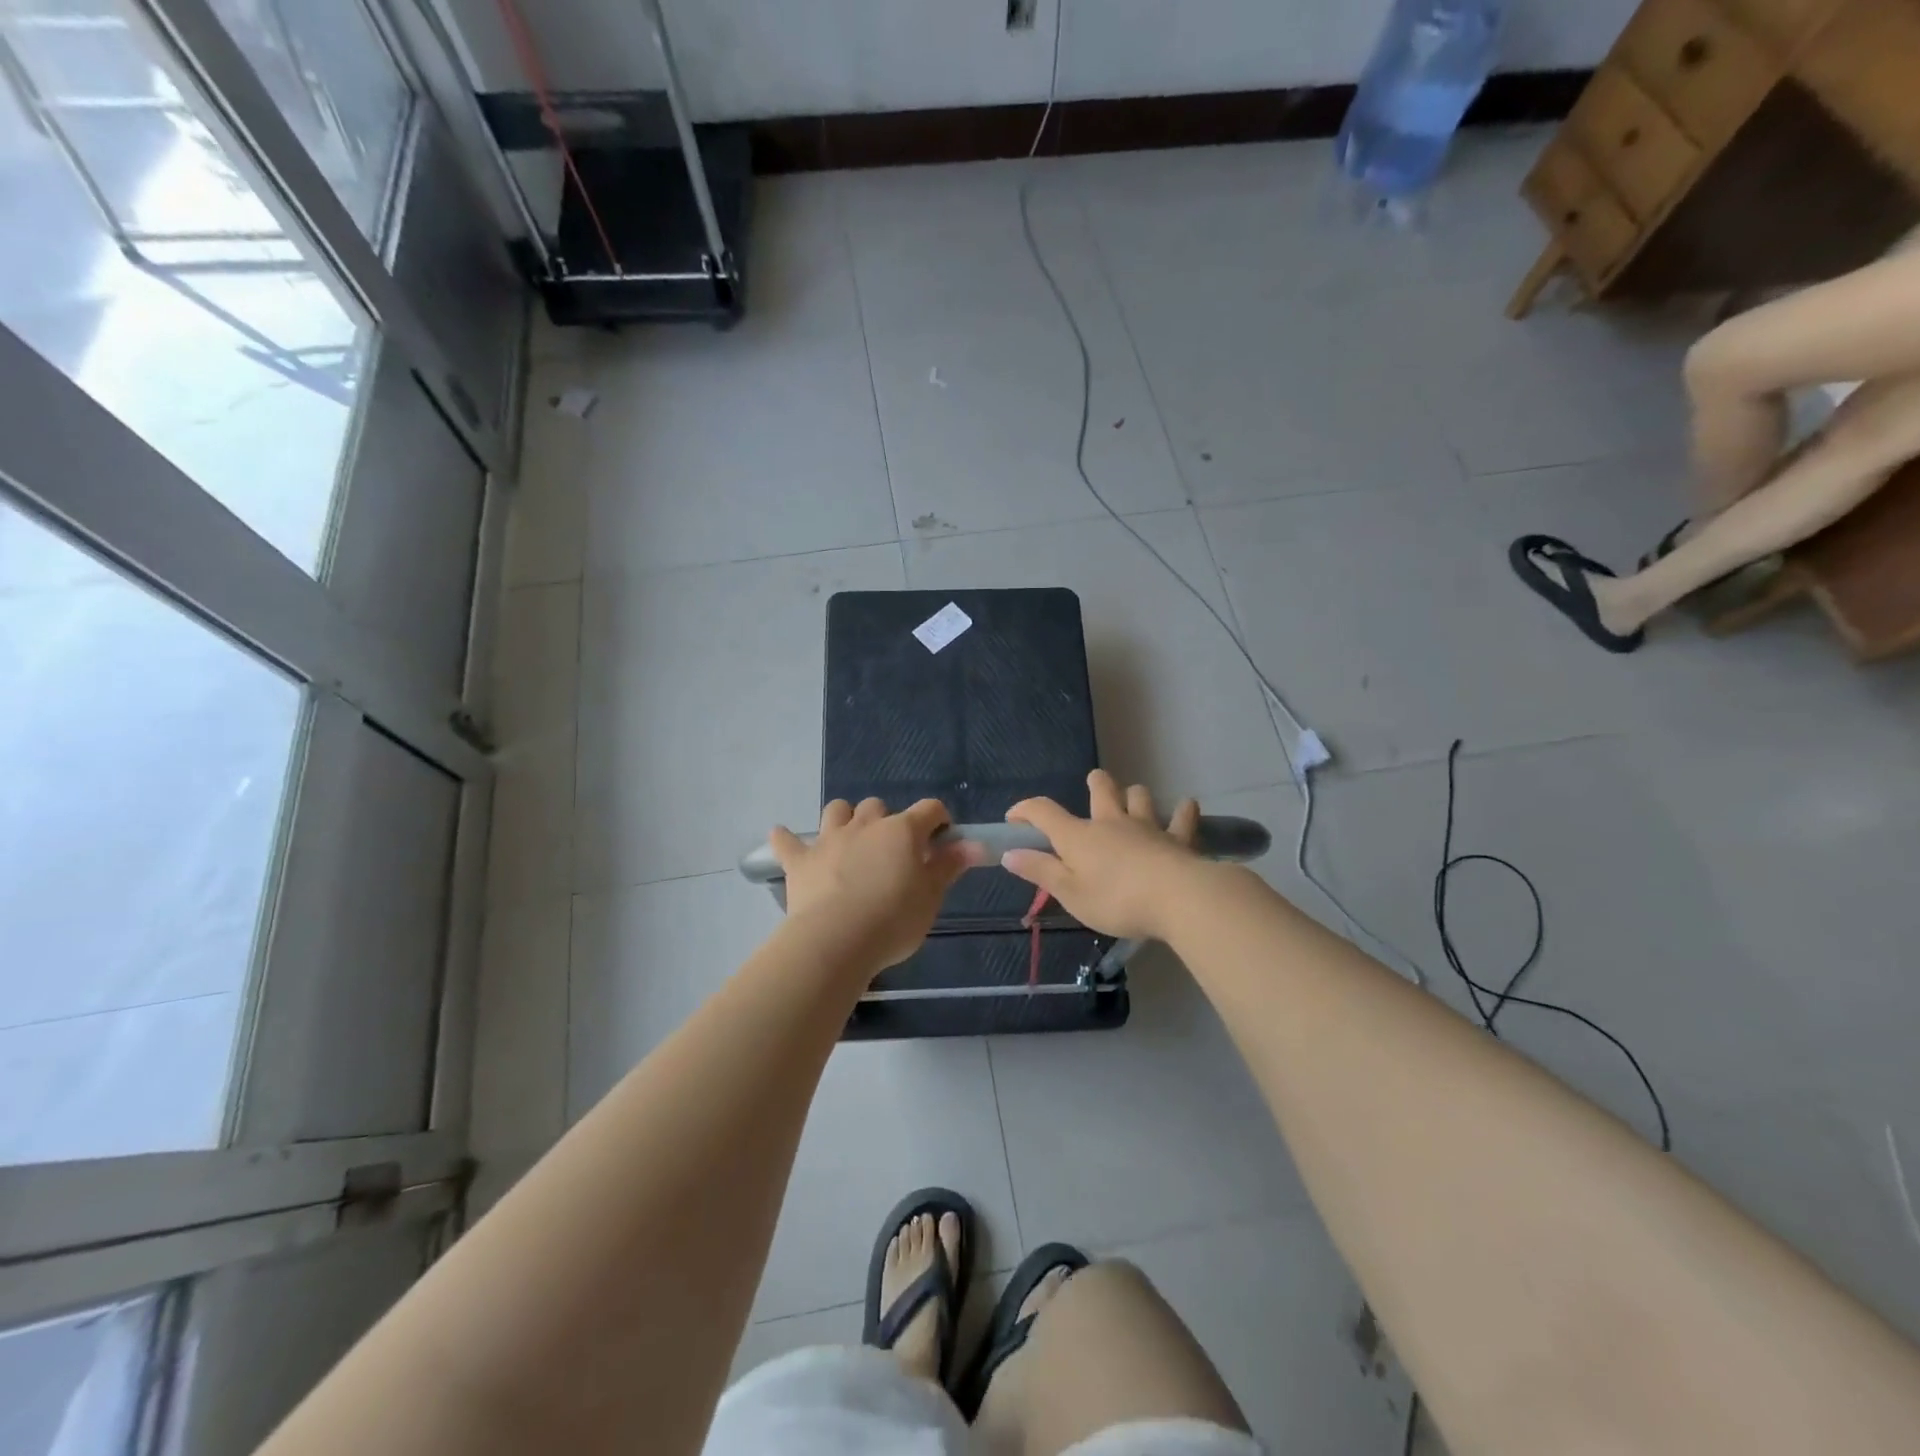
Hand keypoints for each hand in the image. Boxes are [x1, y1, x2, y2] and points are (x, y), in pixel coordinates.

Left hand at [768, 798, 976, 972]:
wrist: (836, 941)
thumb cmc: (893, 920)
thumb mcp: (931, 897)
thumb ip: (949, 866)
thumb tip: (973, 844)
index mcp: (902, 831)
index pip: (929, 809)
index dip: (939, 821)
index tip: (942, 841)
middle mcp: (866, 825)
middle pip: (878, 806)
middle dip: (887, 821)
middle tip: (892, 851)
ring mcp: (829, 840)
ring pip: (836, 810)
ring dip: (844, 818)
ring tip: (849, 840)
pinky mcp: (800, 861)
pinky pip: (787, 841)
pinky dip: (786, 840)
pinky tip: (783, 839)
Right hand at [1002, 771, 1203, 941]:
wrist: (1176, 898)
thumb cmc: (1116, 900)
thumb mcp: (1070, 893)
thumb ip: (1040, 871)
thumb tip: (1010, 853)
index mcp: (1079, 836)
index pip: (1044, 811)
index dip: (1025, 810)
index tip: (1014, 818)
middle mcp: (1111, 822)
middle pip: (1102, 789)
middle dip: (1095, 783)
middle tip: (1093, 784)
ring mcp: (1147, 826)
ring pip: (1139, 796)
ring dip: (1134, 796)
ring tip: (1133, 801)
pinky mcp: (1178, 838)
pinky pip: (1182, 817)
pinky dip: (1183, 811)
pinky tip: (1186, 808)